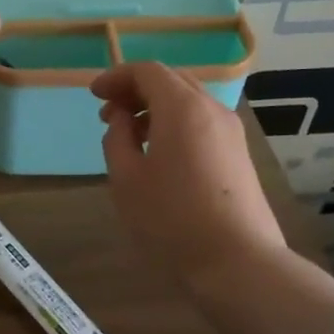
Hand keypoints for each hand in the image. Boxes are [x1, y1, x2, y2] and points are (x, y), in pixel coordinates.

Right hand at [92, 62, 288, 285]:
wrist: (238, 262)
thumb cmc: (172, 218)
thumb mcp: (126, 178)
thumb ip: (117, 137)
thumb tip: (123, 119)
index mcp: (182, 107)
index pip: (147, 71)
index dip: (116, 77)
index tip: (94, 95)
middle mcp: (211, 109)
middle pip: (171, 80)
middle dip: (136, 90)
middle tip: (109, 113)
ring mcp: (231, 132)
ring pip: (189, 101)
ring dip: (156, 107)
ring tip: (130, 135)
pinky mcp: (239, 154)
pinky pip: (202, 121)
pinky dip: (175, 123)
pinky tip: (160, 153)